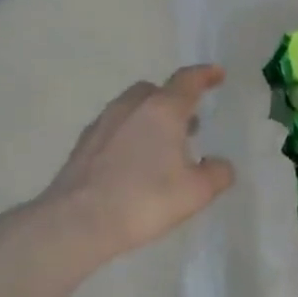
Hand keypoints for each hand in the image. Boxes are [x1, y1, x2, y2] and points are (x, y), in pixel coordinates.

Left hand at [38, 65, 235, 263]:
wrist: (78, 222)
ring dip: (150, 119)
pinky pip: (114, 129)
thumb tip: (220, 165)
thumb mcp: (197, 192)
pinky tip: (133, 164)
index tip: (217, 74)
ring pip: (132, 109)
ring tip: (162, 147)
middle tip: (189, 122)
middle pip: (155, 91)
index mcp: (162, 110)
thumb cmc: (145, 200)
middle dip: (173, 100)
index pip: (187, 81)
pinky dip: (129, 136)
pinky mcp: (83, 145)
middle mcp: (130, 107)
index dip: (205, 75)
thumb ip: (217, 173)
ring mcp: (102, 124)